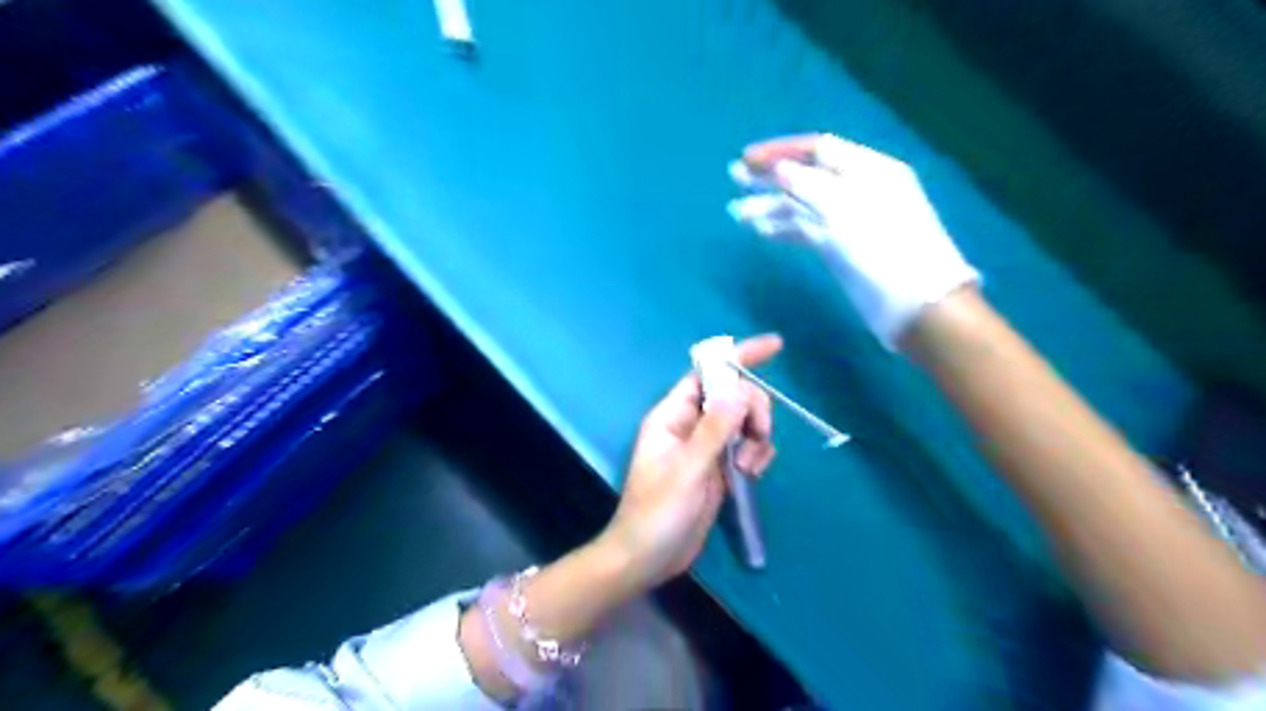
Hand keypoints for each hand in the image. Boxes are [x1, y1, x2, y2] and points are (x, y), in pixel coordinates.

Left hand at [599, 335, 782, 588]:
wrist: (648, 558)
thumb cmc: (656, 513)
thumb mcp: (687, 471)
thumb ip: (714, 430)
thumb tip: (740, 391)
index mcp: (673, 415)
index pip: (707, 373)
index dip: (738, 357)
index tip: (775, 347)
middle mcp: (691, 424)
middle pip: (735, 396)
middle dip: (753, 411)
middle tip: (755, 440)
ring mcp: (707, 446)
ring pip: (745, 422)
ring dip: (757, 438)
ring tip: (747, 469)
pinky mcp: (721, 468)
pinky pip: (748, 447)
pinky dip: (757, 455)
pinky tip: (750, 476)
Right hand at [723, 133, 976, 349]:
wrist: (914, 304)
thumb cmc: (884, 249)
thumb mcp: (844, 210)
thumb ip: (808, 186)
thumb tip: (779, 168)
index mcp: (868, 170)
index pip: (818, 149)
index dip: (781, 151)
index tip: (747, 159)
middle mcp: (857, 190)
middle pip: (807, 176)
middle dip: (770, 177)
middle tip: (734, 178)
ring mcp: (848, 221)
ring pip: (803, 207)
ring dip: (771, 207)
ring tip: (737, 212)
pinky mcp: (840, 248)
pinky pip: (807, 230)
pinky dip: (784, 228)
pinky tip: (761, 229)